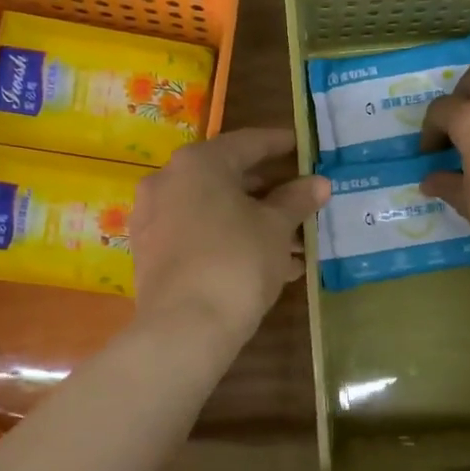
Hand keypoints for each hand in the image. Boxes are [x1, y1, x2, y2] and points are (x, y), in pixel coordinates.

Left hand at [131, 128, 328, 344]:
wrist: (185, 328)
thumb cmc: (238, 261)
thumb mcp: (277, 227)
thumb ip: (297, 199)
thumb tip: (318, 183)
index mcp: (198, 162)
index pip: (249, 142)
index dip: (281, 144)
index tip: (304, 146)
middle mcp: (168, 181)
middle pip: (228, 177)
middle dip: (270, 192)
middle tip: (302, 200)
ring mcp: (154, 218)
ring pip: (214, 210)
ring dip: (254, 221)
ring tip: (296, 243)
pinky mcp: (151, 253)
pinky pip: (198, 236)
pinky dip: (230, 241)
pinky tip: (267, 265)